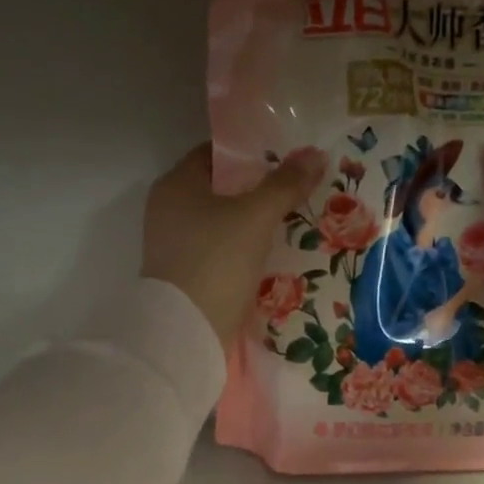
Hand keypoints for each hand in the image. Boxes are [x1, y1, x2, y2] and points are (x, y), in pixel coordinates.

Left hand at [142, 143, 326, 350]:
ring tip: (292, 220)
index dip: (249, 152)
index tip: (285, 157)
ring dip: (252, 223)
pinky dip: (242, 250)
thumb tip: (315, 154)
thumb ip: (285, 184)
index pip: (213, 154)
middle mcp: (168, 210)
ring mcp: (174, 246)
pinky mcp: (184, 276)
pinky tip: (271, 255)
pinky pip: (219, 252)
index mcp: (176, 184)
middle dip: (256, 190)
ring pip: (221, 223)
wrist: (187, 331)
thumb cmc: (216, 259)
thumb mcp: (256, 216)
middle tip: (296, 189)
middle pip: (219, 190)